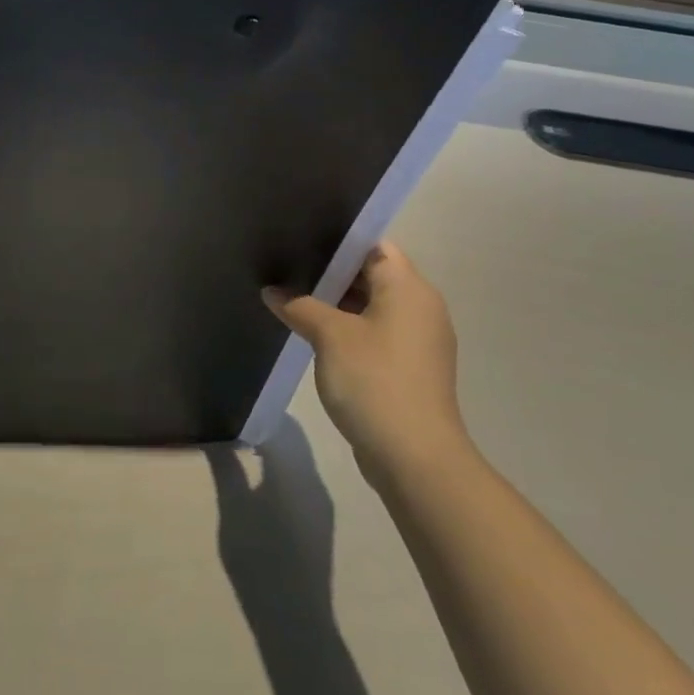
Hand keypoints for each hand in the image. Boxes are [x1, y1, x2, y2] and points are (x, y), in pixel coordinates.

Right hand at [263, 242, 468, 488]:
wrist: (415, 457)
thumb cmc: (375, 381)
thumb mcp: (329, 336)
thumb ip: (299, 305)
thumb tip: (273, 291)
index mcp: (409, 289)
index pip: (373, 245)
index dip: (337, 240)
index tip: (299, 237)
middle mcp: (420, 307)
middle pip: (372, 274)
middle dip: (329, 272)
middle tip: (286, 265)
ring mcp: (417, 340)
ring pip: (371, 305)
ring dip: (335, 303)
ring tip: (291, 296)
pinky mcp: (408, 367)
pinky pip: (374, 332)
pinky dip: (347, 328)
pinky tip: (312, 333)